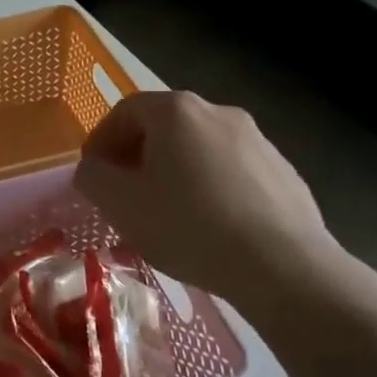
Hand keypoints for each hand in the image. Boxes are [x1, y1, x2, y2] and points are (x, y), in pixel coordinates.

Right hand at [73, 91, 343, 311]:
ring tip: (166, 215)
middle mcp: (219, 112)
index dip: (101, 140)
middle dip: (137, 157)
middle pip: (164, 127)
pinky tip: (208, 226)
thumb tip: (93, 169)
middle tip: (124, 195)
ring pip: (199, 150)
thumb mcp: (121, 204)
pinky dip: (210, 188)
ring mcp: (257, 140)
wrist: (281, 265)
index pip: (124, 111)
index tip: (93, 175)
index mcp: (176, 111)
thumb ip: (93, 177)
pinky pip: (231, 172)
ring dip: (174, 173)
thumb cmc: (187, 226)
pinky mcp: (283, 171)